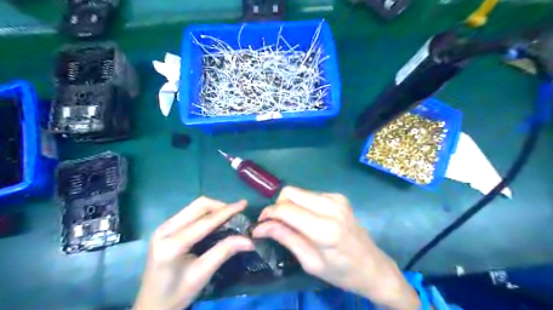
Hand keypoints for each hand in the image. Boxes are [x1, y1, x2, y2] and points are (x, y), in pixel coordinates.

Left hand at [133, 198, 254, 309]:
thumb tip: (249, 240)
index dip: (227, 211)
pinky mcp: (164, 228)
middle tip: (237, 212)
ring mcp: (163, 227)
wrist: (150, 307)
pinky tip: (213, 221)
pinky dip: (204, 213)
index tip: (244, 204)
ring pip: (194, 206)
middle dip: (220, 206)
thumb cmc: (176, 294)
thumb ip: (224, 252)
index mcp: (172, 244)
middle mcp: (165, 229)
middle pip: (198, 206)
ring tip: (228, 216)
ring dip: (213, 208)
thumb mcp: (202, 274)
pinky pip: (189, 212)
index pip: (206, 221)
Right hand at [252, 187, 421, 309]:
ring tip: (291, 223)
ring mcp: (336, 199)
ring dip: (289, 205)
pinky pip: (310, 195)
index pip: (286, 210)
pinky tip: (307, 219)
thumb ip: (286, 238)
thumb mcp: (310, 262)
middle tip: (275, 223)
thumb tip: (260, 227)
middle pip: (290, 192)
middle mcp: (331, 207)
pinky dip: (302, 204)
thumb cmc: (341, 272)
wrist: (372, 266)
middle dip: (277, 206)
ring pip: (299, 191)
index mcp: (325, 228)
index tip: (259, 225)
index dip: (268, 214)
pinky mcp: (338, 196)